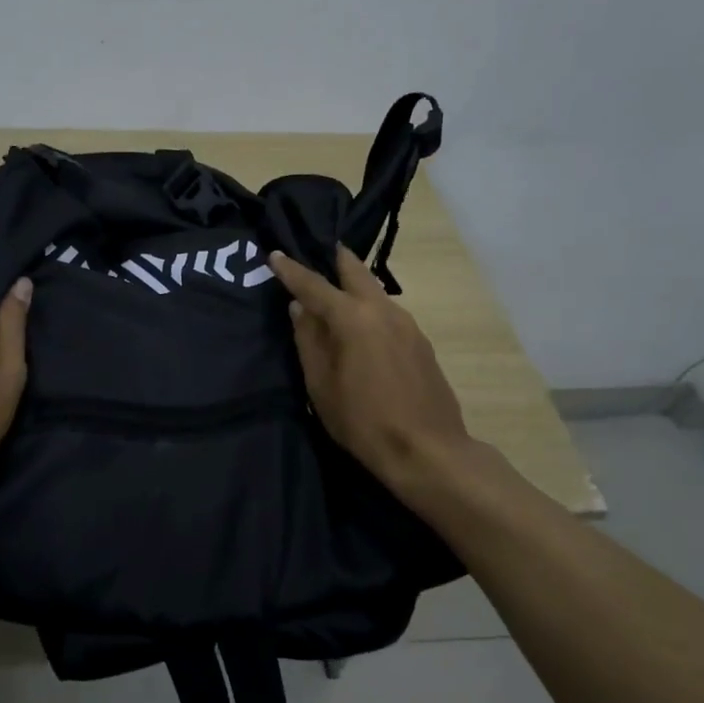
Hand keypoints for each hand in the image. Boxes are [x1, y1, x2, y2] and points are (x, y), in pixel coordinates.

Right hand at [269, 246, 472, 493]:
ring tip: (334, 294)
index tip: (275, 254)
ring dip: (353, 286)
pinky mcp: (421, 343)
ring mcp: (408, 325)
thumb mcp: (321, 385)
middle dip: (334, 258)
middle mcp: (384, 311)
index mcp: (354, 319)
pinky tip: (361, 329)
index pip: (315, 285)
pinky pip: (387, 314)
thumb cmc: (363, 421)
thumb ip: (308, 341)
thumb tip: (299, 309)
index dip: (292, 270)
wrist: (428, 450)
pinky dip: (368, 310)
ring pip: (375, 292)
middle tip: (317, 252)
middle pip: (356, 271)